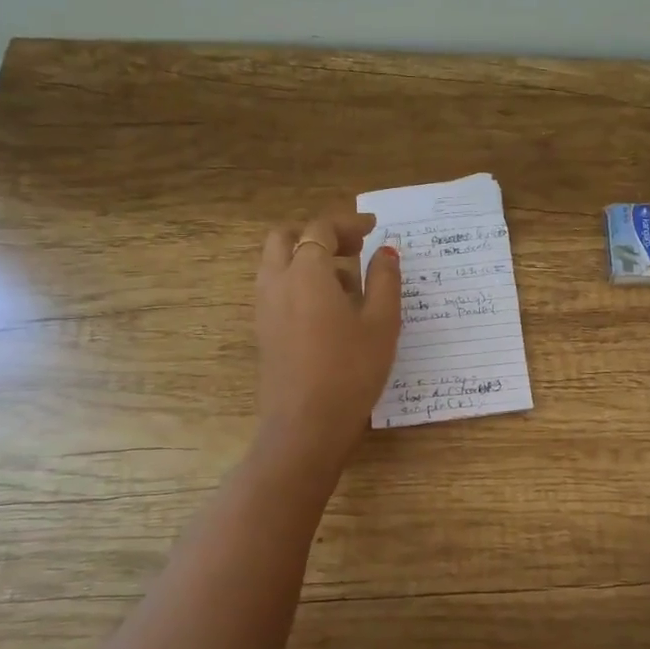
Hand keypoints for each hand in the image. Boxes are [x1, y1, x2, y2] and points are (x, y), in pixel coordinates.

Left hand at [255, 210, 401, 461]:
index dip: (348, 223)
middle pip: (286, 237)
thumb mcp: (382, 323)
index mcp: (306, 273)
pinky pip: (277, 288)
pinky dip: (299, 281)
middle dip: (318, 233)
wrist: (305, 425)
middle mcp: (277, 282)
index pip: (320, 229)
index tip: (374, 228)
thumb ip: (384, 280)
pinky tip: (331, 309)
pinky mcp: (264, 331)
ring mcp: (265, 308)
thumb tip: (385, 252)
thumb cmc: (351, 371)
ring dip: (307, 258)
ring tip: (348, 280)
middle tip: (353, 247)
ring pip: (277, 263)